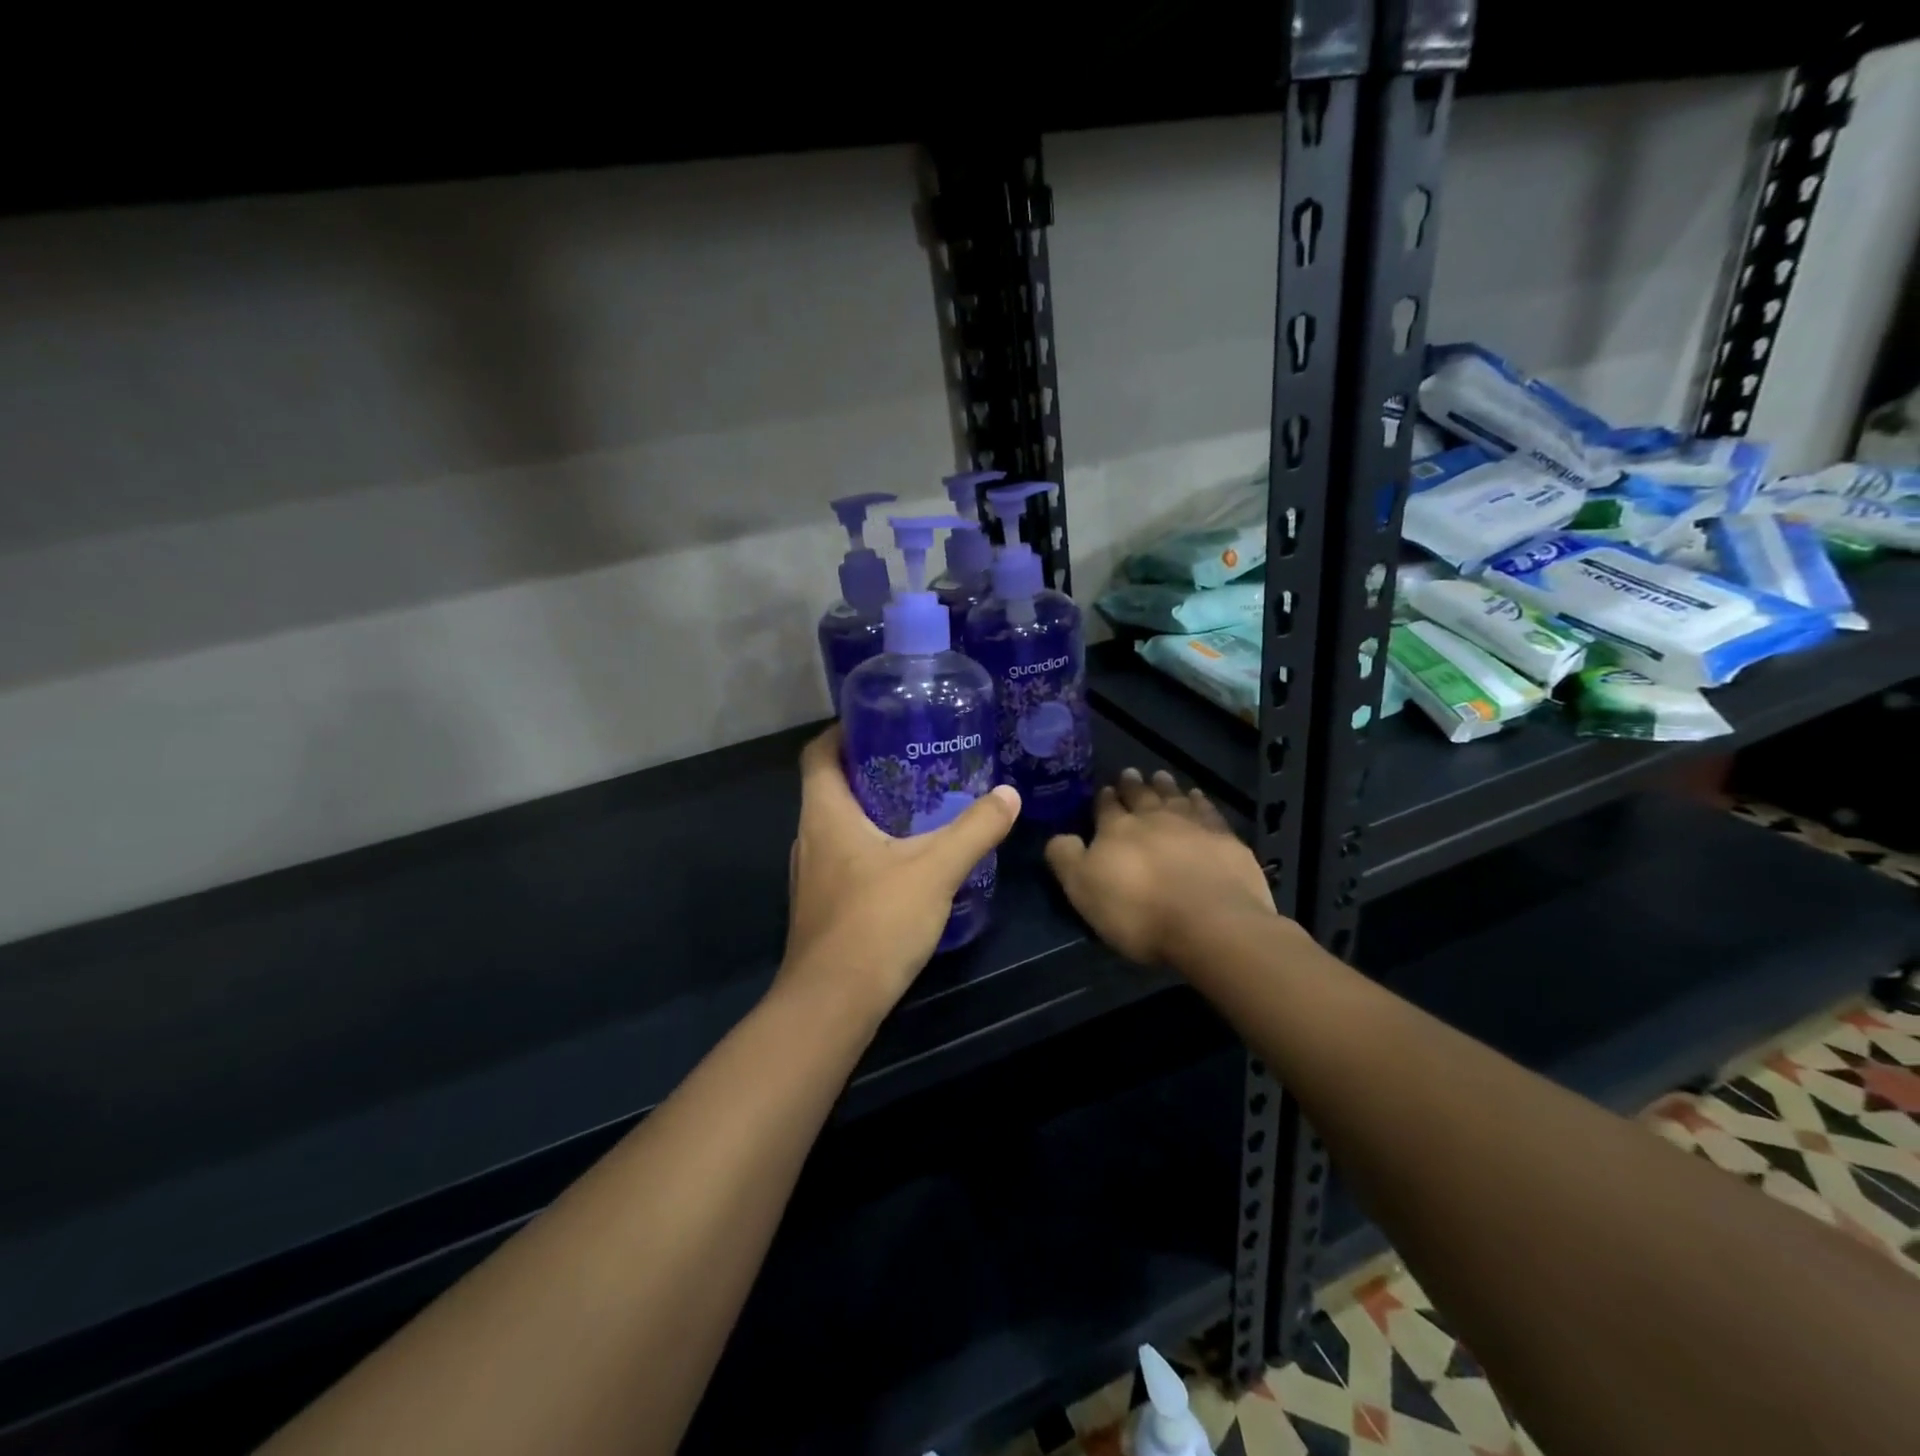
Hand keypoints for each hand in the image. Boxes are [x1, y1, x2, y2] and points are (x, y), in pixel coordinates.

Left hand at [781, 726, 1020, 1014]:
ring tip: (920, 805)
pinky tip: (908, 859)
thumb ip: (974, 829)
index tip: (881, 722)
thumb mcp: (935, 869)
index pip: (818, 753)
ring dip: (872, 810)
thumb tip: (1008, 795)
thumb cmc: (876, 922)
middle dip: (870, 769)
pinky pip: (845, 857)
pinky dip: (872, 845)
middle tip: (918, 761)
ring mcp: (811, 875)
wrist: (832, 1003)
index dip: (843, 731)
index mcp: (825, 814)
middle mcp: (809, 837)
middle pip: (831, 787)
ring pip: (839, 825)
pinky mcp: (822, 905)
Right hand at [1045, 767, 1278, 965]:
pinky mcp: (1225, 838)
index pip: (1106, 807)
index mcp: (1116, 829)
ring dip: (1165, 786)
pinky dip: (1200, 801)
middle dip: (1132, 785)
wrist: (1209, 922)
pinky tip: (1198, 797)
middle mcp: (1152, 817)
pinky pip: (1208, 811)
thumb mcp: (1083, 890)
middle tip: (1130, 773)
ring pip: (1174, 796)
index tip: (1104, 790)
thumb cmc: (1138, 911)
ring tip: (1160, 776)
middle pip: (1140, 795)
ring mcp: (1192, 824)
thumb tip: (1058, 836)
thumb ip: (1066, 858)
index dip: (1104, 799)